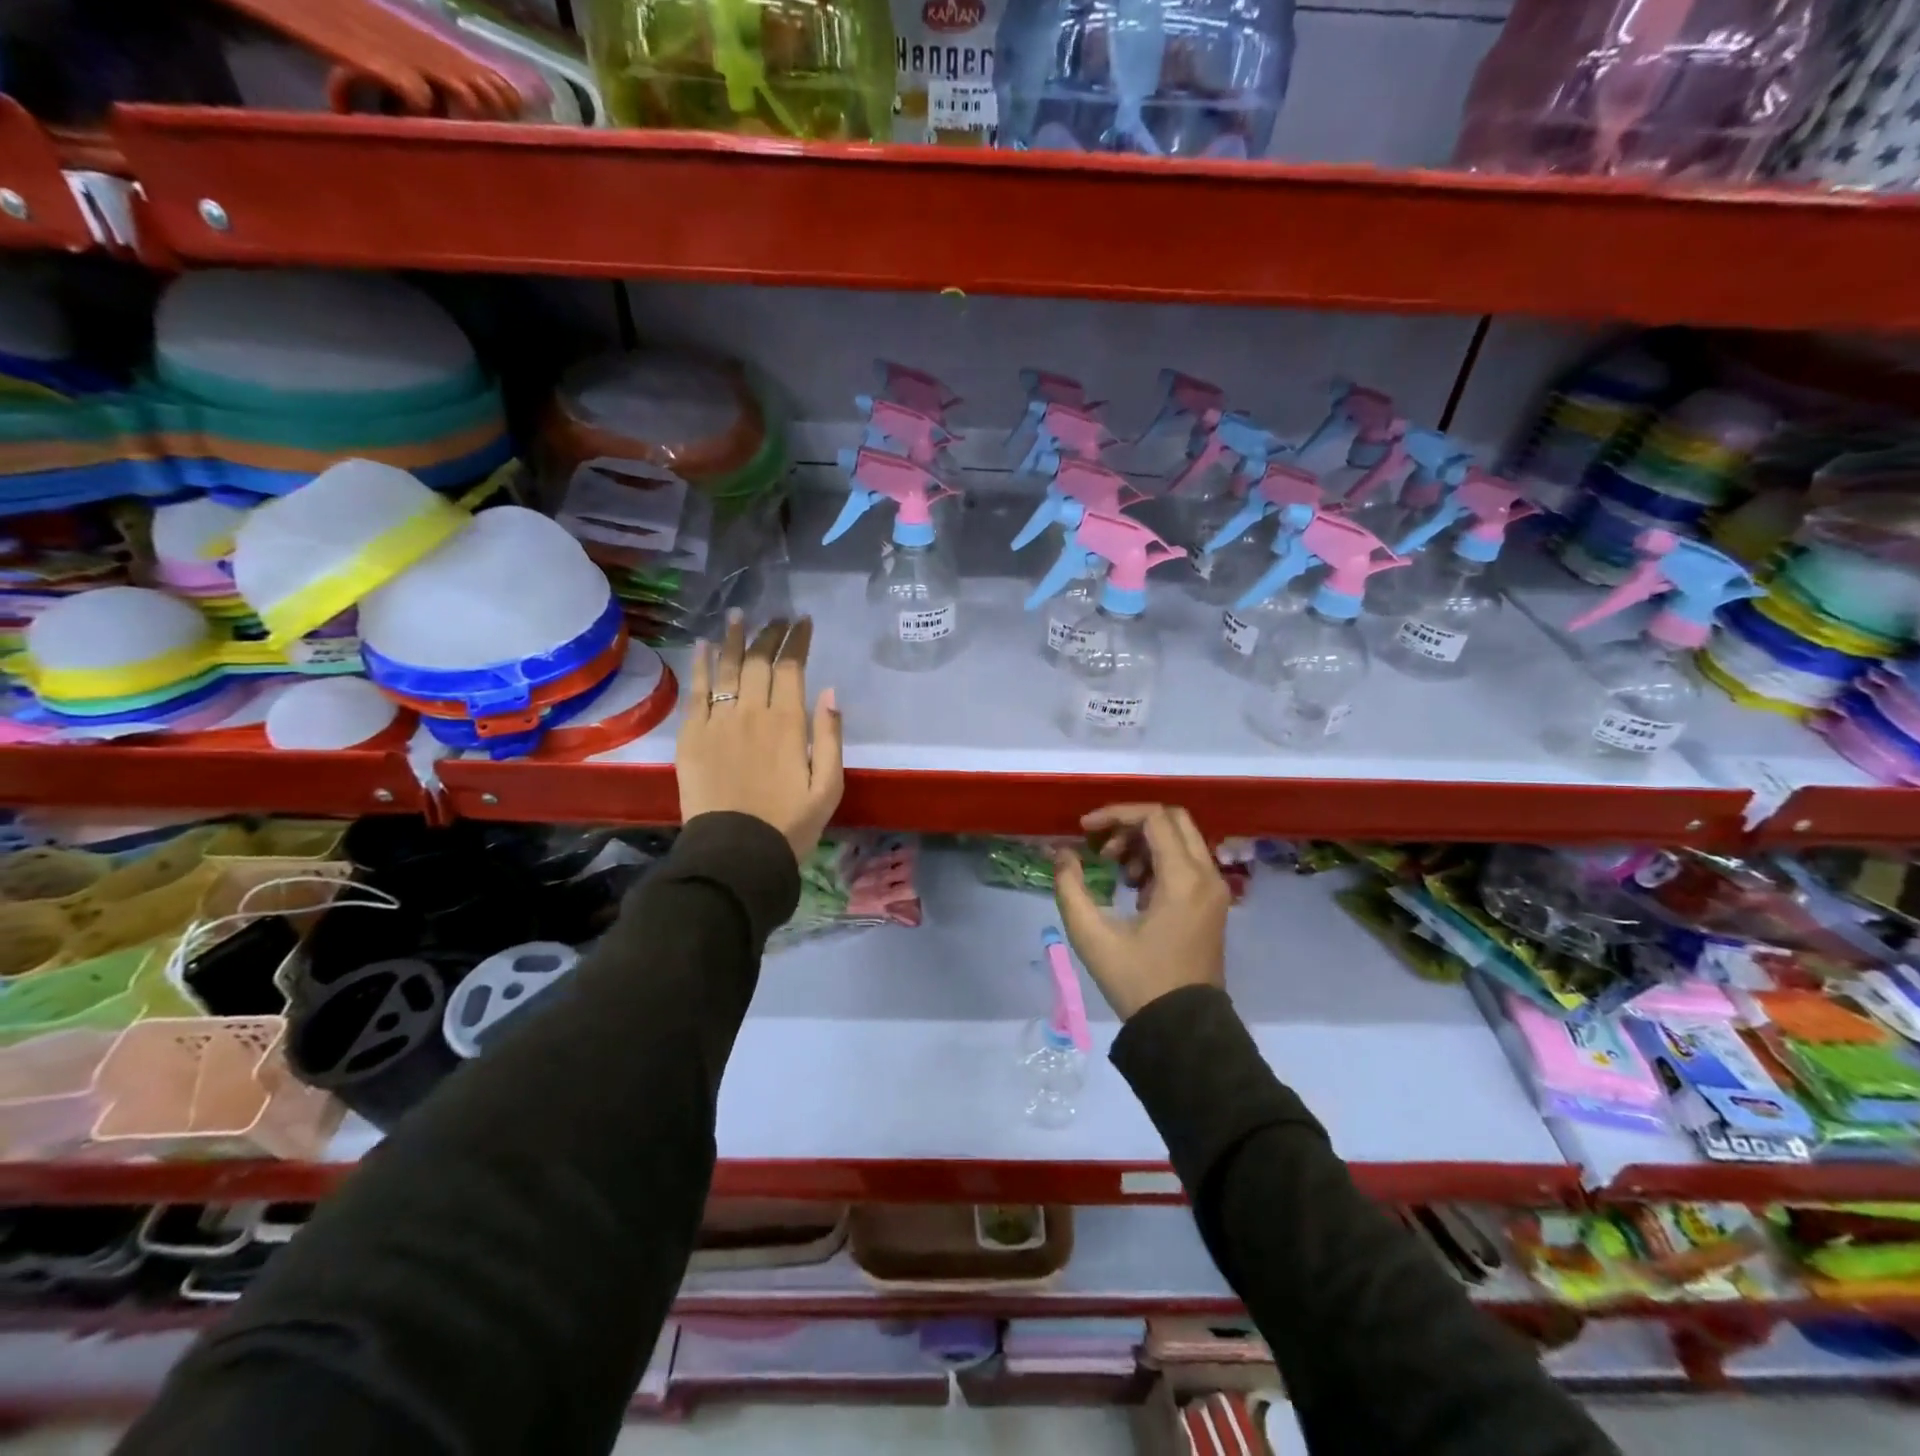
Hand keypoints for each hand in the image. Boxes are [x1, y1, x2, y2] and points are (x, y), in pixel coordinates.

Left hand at [677, 613, 843, 862]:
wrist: (735, 854)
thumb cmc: (790, 824)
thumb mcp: (828, 787)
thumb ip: (830, 737)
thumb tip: (829, 691)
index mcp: (788, 723)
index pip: (792, 667)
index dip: (797, 640)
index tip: (803, 622)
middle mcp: (751, 713)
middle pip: (758, 661)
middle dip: (768, 634)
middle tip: (775, 617)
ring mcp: (717, 723)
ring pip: (725, 668)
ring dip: (733, 639)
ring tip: (738, 616)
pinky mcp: (691, 737)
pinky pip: (696, 692)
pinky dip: (701, 666)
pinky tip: (704, 647)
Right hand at [1053, 804, 1228, 1019]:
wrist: (1183, 1031)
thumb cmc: (1138, 982)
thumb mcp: (1093, 936)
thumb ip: (1071, 887)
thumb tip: (1061, 854)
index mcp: (1183, 879)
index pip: (1154, 817)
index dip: (1115, 814)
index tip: (1084, 830)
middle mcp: (1207, 876)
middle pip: (1173, 820)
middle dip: (1132, 824)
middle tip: (1103, 848)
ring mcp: (1214, 891)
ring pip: (1181, 840)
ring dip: (1145, 843)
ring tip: (1115, 871)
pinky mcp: (1212, 905)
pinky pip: (1187, 862)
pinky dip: (1159, 861)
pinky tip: (1134, 890)